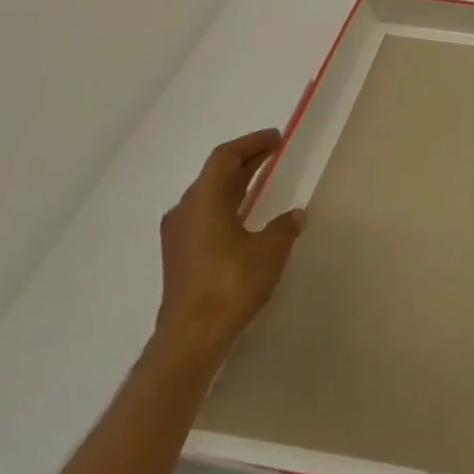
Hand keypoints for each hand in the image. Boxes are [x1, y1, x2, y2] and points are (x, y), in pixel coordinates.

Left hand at [153, 129, 305, 369]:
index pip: (224, 158)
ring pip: (208, 195)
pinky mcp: (180, 254)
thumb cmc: (231, 284)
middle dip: (245, 160)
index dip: (251, 143)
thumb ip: (283, 227)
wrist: (191, 334)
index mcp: (204, 201)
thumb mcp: (269, 251)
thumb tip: (294, 215)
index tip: (276, 138)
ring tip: (263, 179)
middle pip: (214, 174)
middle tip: (274, 152)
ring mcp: (179, 234)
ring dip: (235, 183)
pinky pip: (205, 214)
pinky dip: (227, 204)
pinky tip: (246, 215)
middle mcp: (185, 211)